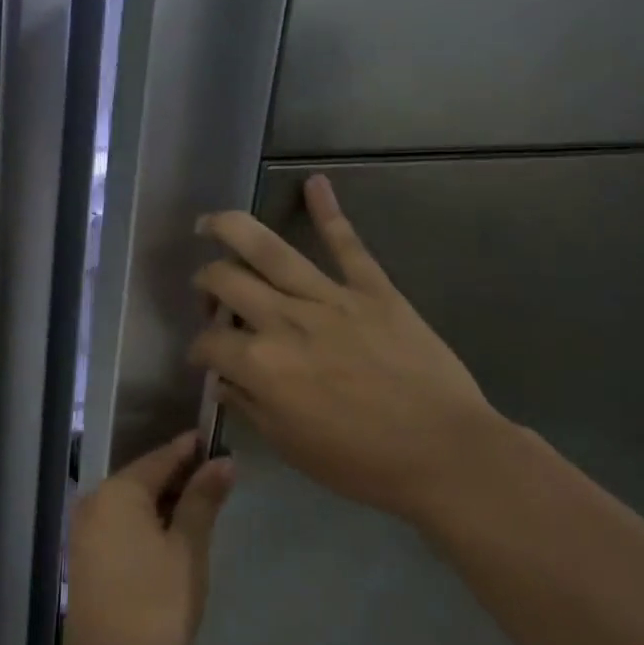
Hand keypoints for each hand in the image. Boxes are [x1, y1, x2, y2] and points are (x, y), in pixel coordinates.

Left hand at [59, 432, 235, 644]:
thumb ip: (203, 500)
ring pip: (133, 501)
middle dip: (181, 477)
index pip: (162, 457)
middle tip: (220, 478)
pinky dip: (148, 521)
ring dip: (166, 501)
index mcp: (118, 491)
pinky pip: (121, 522)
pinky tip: (173, 533)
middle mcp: (95, 500)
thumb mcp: (188, 548)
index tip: (220, 443)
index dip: (192, 450)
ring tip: (204, 505)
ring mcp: (86, 528)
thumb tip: (223, 461)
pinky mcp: (85, 553)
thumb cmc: (156, 603)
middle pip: (144, 477)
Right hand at [189, 174, 504, 524]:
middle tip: (208, 293)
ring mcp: (329, 298)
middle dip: (205, 283)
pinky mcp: (373, 289)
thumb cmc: (361, 462)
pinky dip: (329, 210)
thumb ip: (249, 406)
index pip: (207, 344)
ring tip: (210, 223)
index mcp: (259, 365)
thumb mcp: (290, 446)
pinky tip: (315, 182)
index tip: (205, 361)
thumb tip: (224, 380)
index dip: (198, 352)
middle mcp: (283, 320)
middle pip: (225, 281)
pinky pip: (347, 243)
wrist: (444, 453)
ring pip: (269, 250)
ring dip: (231, 229)